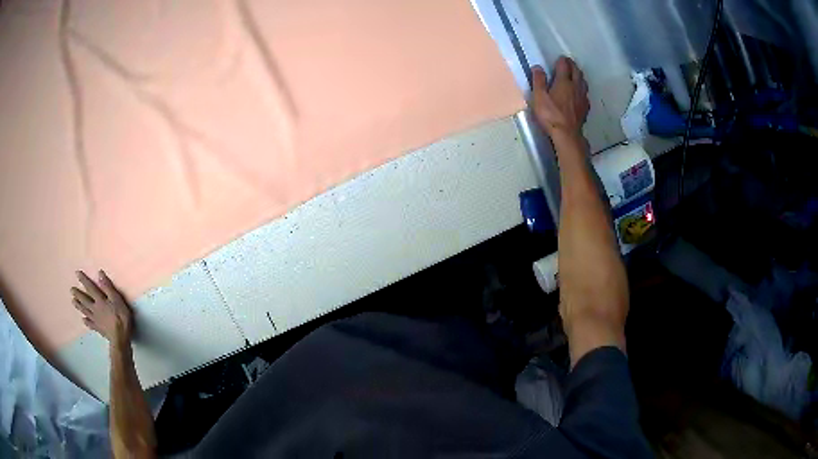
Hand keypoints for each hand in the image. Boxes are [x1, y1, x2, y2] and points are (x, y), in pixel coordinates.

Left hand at [71, 270, 133, 345]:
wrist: (120, 338)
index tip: (77, 273)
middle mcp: (95, 309)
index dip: (84, 280)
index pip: (90, 288)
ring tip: (73, 301)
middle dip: (78, 294)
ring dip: (79, 306)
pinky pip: (90, 324)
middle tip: (71, 290)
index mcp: (99, 300)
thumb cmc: (121, 317)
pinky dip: (86, 322)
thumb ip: (108, 287)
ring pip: (85, 311)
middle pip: (85, 300)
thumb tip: (99, 273)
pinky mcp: (98, 329)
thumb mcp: (117, 300)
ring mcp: (96, 320)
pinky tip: (84, 320)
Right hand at [531, 56, 589, 138]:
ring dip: (579, 75)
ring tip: (575, 74)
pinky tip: (580, 92)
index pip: (564, 65)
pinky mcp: (585, 108)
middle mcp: (575, 86)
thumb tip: (538, 67)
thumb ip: (538, 81)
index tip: (559, 58)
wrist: (567, 134)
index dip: (561, 60)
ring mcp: (582, 97)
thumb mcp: (539, 97)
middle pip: (576, 71)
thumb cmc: (550, 115)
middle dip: (572, 65)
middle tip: (568, 63)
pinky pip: (585, 94)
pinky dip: (582, 89)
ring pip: (583, 81)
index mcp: (563, 81)